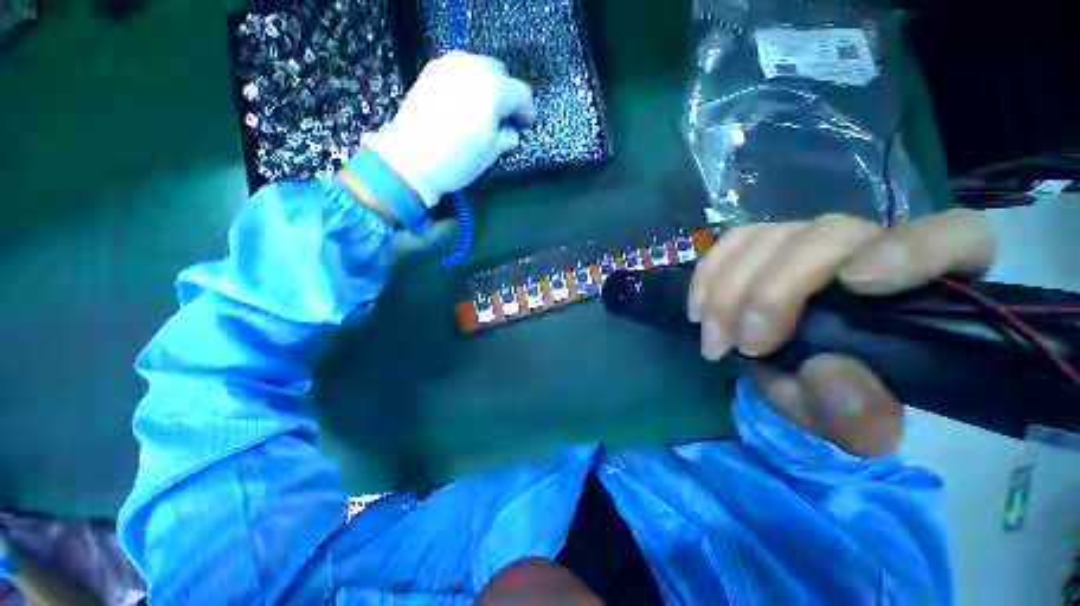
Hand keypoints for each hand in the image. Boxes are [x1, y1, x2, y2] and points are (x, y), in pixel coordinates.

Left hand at [364, 51, 535, 206]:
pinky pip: (458, 68)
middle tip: (506, 114)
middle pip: (500, 72)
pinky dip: (467, 81)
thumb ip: (506, 137)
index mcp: (494, 91)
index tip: (527, 123)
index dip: (527, 109)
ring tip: (484, 107)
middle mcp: (473, 69)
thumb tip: (511, 132)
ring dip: (487, 84)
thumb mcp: (490, 154)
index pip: (521, 93)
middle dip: (507, 92)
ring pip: (478, 66)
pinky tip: (464, 100)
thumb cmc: (457, 160)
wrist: (411, 159)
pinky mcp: (431, 71)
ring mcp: (449, 66)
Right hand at [688, 210, 995, 456]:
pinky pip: (733, 243)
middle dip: (772, 292)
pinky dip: (709, 274)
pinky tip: (700, 308)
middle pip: (826, 236)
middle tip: (743, 345)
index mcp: (933, 286)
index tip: (856, 283)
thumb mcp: (859, 423)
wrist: (814, 372)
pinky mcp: (769, 246)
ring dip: (728, 290)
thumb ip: (859, 414)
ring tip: (715, 339)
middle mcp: (873, 247)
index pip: (954, 238)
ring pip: (769, 237)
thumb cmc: (852, 395)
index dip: (911, 247)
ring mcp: (813, 241)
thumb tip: (826, 372)